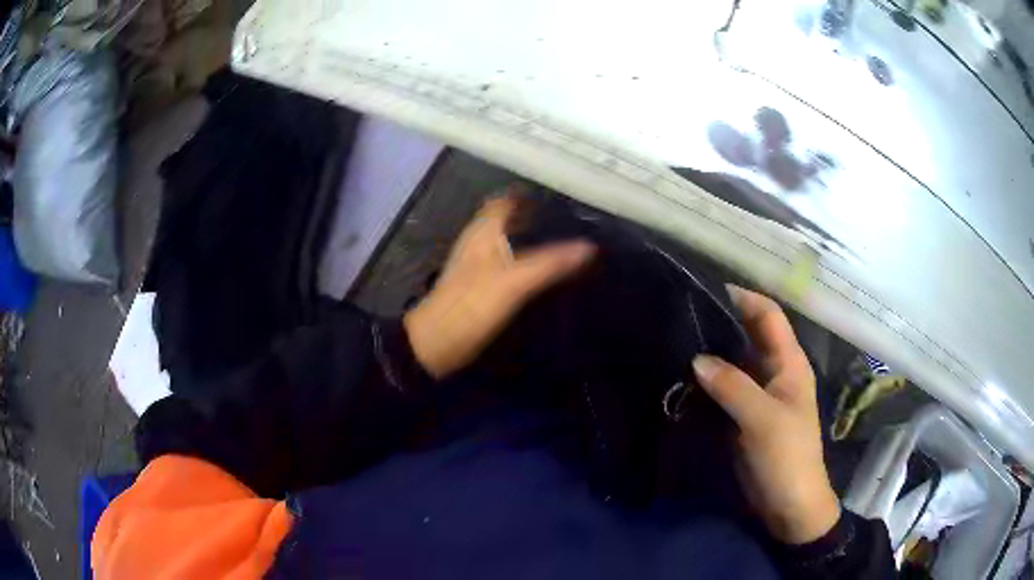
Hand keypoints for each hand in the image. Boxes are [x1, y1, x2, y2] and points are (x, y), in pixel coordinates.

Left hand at [404, 191, 595, 378]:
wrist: (437, 343)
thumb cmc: (472, 305)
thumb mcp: (515, 282)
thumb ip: (551, 263)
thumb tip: (588, 247)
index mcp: (482, 231)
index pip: (504, 200)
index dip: (527, 196)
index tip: (557, 197)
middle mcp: (477, 241)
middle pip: (505, 219)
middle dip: (532, 216)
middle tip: (567, 220)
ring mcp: (475, 263)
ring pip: (504, 240)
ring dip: (527, 238)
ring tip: (561, 242)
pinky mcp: (477, 285)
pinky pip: (504, 262)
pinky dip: (522, 259)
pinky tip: (540, 271)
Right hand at [692, 286, 839, 544]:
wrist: (788, 504)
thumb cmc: (787, 456)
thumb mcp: (763, 419)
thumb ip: (733, 386)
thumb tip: (697, 358)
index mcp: (789, 363)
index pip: (768, 316)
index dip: (743, 298)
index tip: (707, 290)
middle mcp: (773, 372)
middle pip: (747, 336)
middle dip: (720, 323)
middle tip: (681, 315)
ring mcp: (757, 395)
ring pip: (733, 363)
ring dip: (710, 353)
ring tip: (674, 341)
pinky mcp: (743, 416)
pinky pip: (723, 389)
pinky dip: (706, 381)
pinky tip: (681, 377)